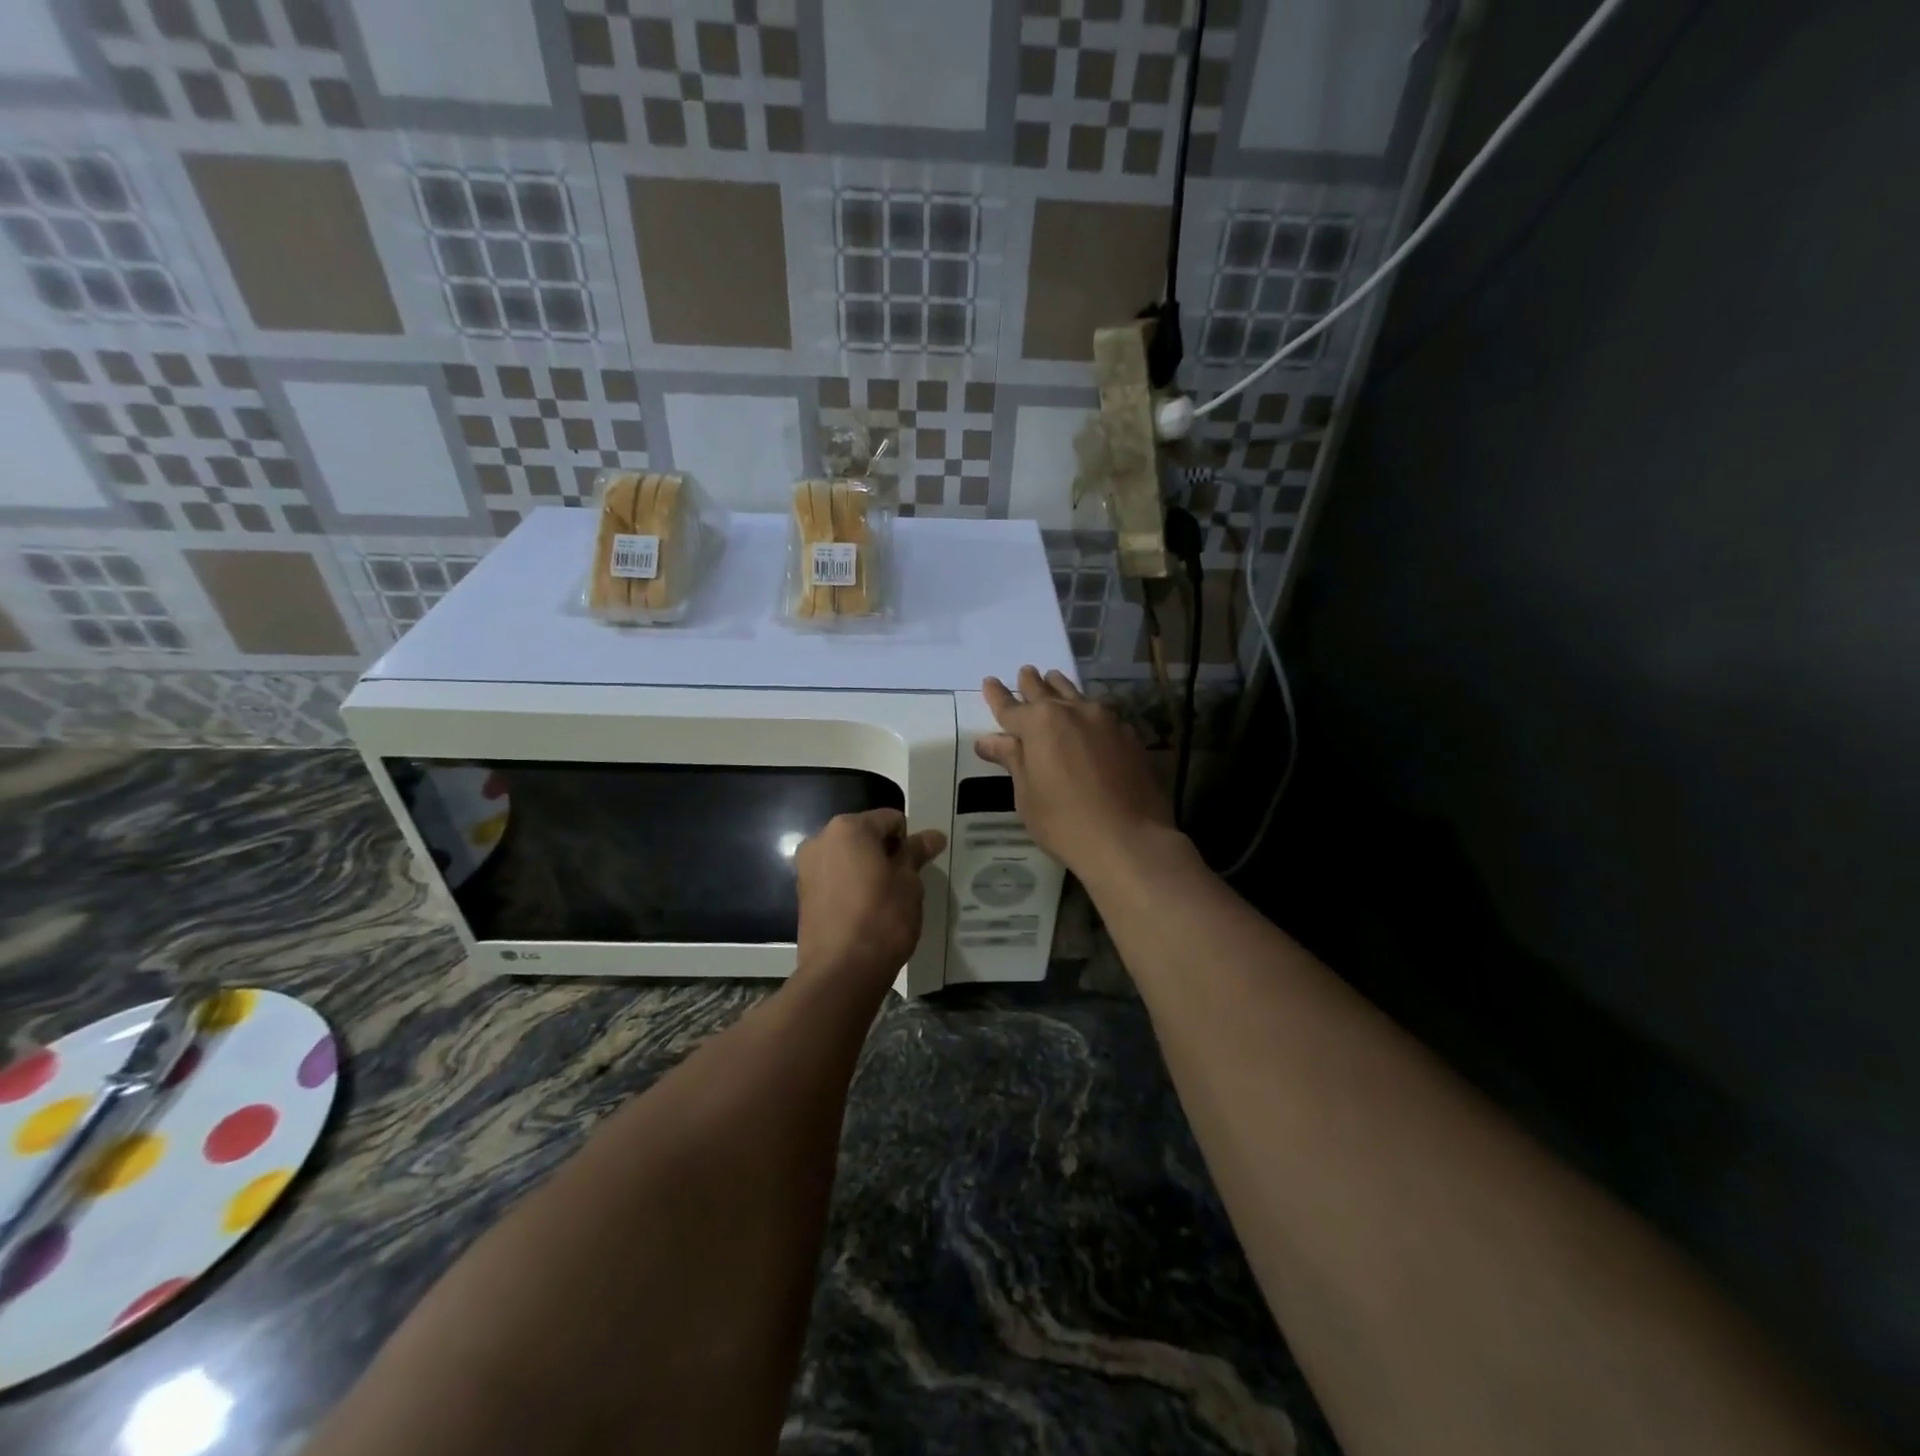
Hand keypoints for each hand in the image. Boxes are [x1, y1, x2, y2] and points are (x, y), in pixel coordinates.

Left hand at [794, 810, 946, 991]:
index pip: (890, 820)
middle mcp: (821, 839)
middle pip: (865, 836)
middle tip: (904, 883)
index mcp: (848, 828)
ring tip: (885, 900)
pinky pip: (835, 878)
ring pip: (848, 858)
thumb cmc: (882, 918)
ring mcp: (807, 867)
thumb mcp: (909, 883)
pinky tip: (865, 911)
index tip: (918, 867)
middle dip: (885, 853)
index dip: (909, 841)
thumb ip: (916, 853)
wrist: (841, 972)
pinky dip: (851, 886)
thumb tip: (933, 836)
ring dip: (867, 869)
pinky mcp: (802, 894)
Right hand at [975, 667, 1179, 883]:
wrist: (1128, 840)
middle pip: (1045, 692)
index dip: (997, 696)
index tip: (989, 681)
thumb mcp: (1027, 794)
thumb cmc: (1064, 821)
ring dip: (1061, 687)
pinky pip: (1102, 714)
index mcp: (1039, 723)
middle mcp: (1072, 712)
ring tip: (1054, 678)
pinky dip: (1089, 711)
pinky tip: (1090, 716)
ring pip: (1077, 695)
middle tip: (1025, 672)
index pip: (1010, 706)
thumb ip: (1012, 760)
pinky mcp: (1129, 736)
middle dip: (1031, 683)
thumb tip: (989, 740)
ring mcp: (1105, 721)